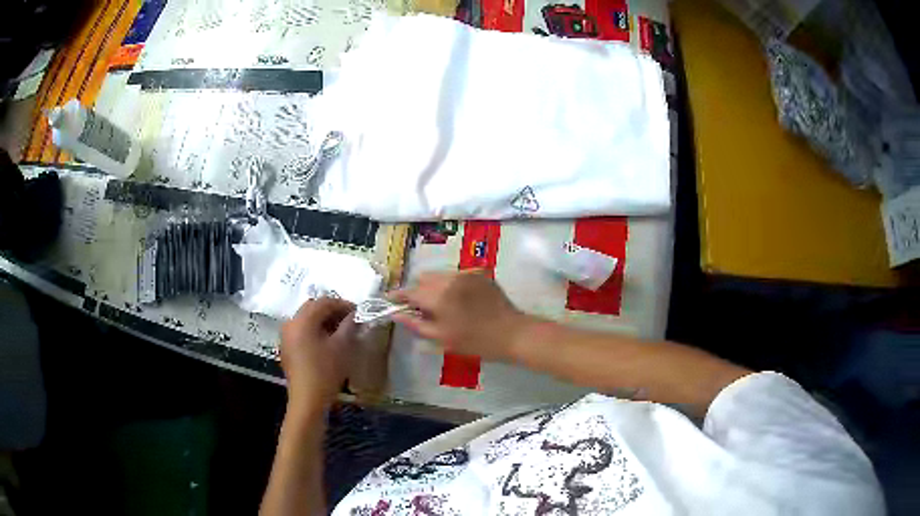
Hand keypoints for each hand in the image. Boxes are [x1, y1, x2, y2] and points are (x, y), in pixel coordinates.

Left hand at [280, 297, 357, 409]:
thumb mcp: (342, 346)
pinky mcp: (287, 348)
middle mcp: (290, 323)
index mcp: (302, 320)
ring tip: (340, 331)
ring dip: (323, 321)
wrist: (308, 400)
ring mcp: (286, 336)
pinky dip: (314, 331)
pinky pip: (301, 331)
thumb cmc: (326, 371)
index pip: (324, 302)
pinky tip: (327, 342)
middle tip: (350, 320)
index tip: (358, 312)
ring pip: (306, 319)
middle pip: (313, 308)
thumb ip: (349, 326)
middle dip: (332, 311)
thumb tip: (355, 315)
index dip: (343, 304)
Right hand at [390, 271, 529, 361]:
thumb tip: (396, 314)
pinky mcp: (479, 272)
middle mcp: (450, 278)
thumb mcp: (441, 338)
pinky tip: (459, 299)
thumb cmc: (474, 341)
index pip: (409, 292)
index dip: (397, 296)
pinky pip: (456, 274)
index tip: (390, 301)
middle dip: (417, 290)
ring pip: (439, 274)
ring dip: (433, 286)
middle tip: (420, 308)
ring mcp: (466, 273)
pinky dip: (451, 284)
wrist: (512, 333)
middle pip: (423, 278)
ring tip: (441, 304)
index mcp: (438, 296)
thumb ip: (415, 324)